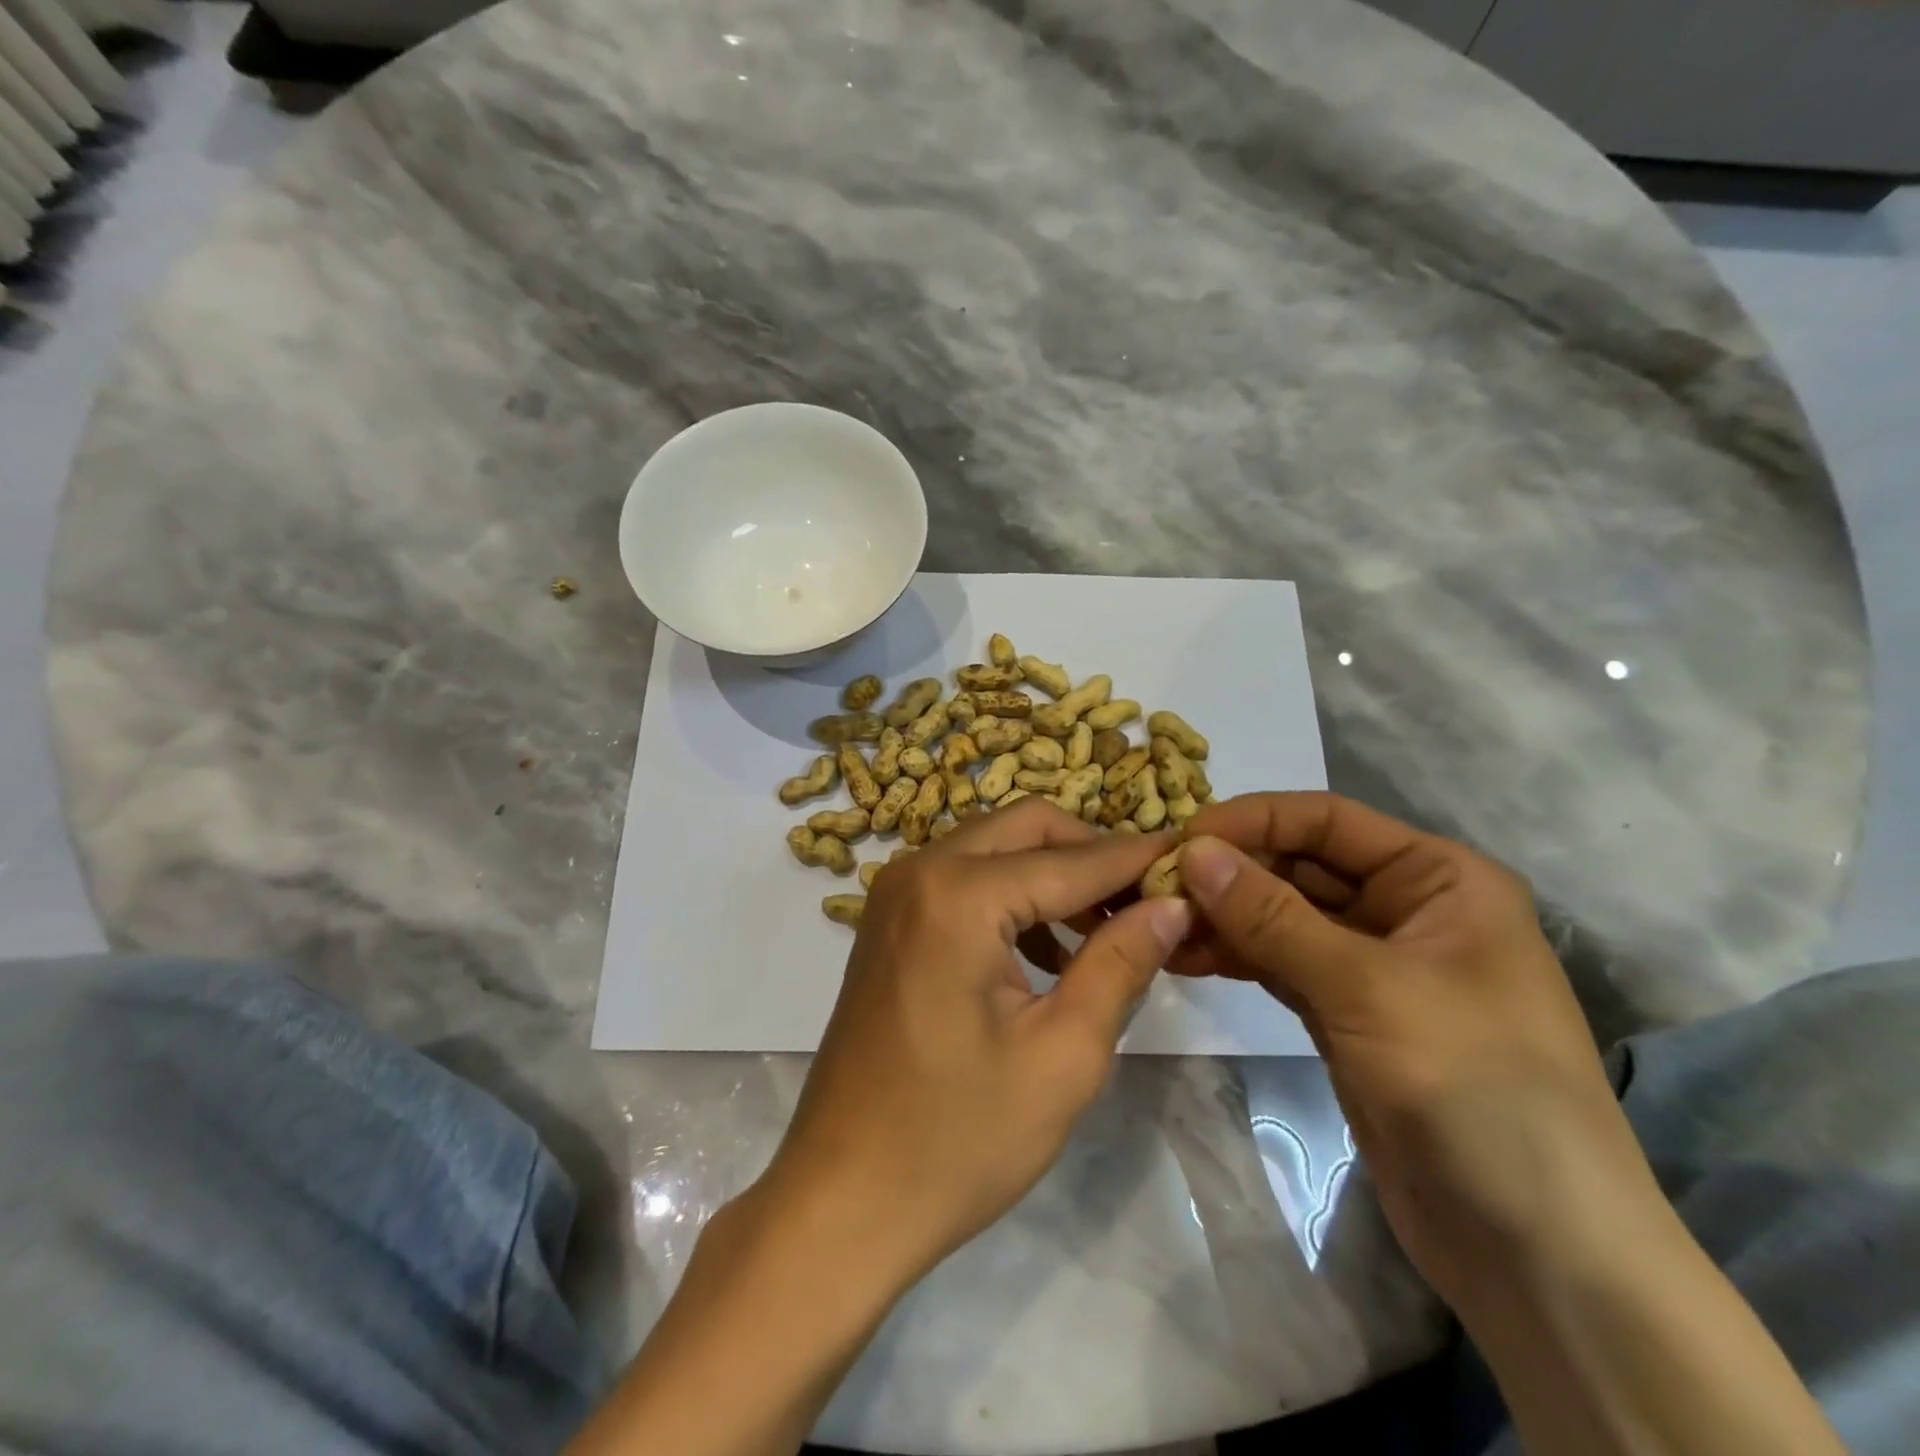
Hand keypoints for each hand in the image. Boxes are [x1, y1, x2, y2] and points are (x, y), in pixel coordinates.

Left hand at [757, 801, 1191, 1288]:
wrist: (843, 1198)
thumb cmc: (958, 1139)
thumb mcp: (1063, 1054)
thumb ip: (1120, 962)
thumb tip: (1172, 902)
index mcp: (958, 894)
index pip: (1072, 859)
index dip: (1137, 861)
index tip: (1194, 863)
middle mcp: (919, 869)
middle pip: (1027, 827)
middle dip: (1092, 855)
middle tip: (1147, 903)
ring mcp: (895, 892)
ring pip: (995, 847)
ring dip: (1053, 875)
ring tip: (1107, 935)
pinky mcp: (888, 921)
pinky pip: (964, 879)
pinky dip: (1012, 897)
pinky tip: (1048, 955)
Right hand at [1170, 793, 1657, 1312]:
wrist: (1538, 1255)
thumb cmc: (1476, 1090)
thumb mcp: (1368, 988)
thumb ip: (1272, 916)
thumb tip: (1192, 852)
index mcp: (1438, 878)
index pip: (1326, 820)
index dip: (1251, 820)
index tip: (1180, 840)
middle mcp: (1405, 908)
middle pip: (1297, 866)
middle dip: (1228, 873)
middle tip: (1153, 888)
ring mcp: (1372, 965)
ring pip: (1280, 917)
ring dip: (1222, 916)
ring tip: (1156, 925)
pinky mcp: (1345, 1014)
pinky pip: (1278, 964)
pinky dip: (1234, 957)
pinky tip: (1183, 957)